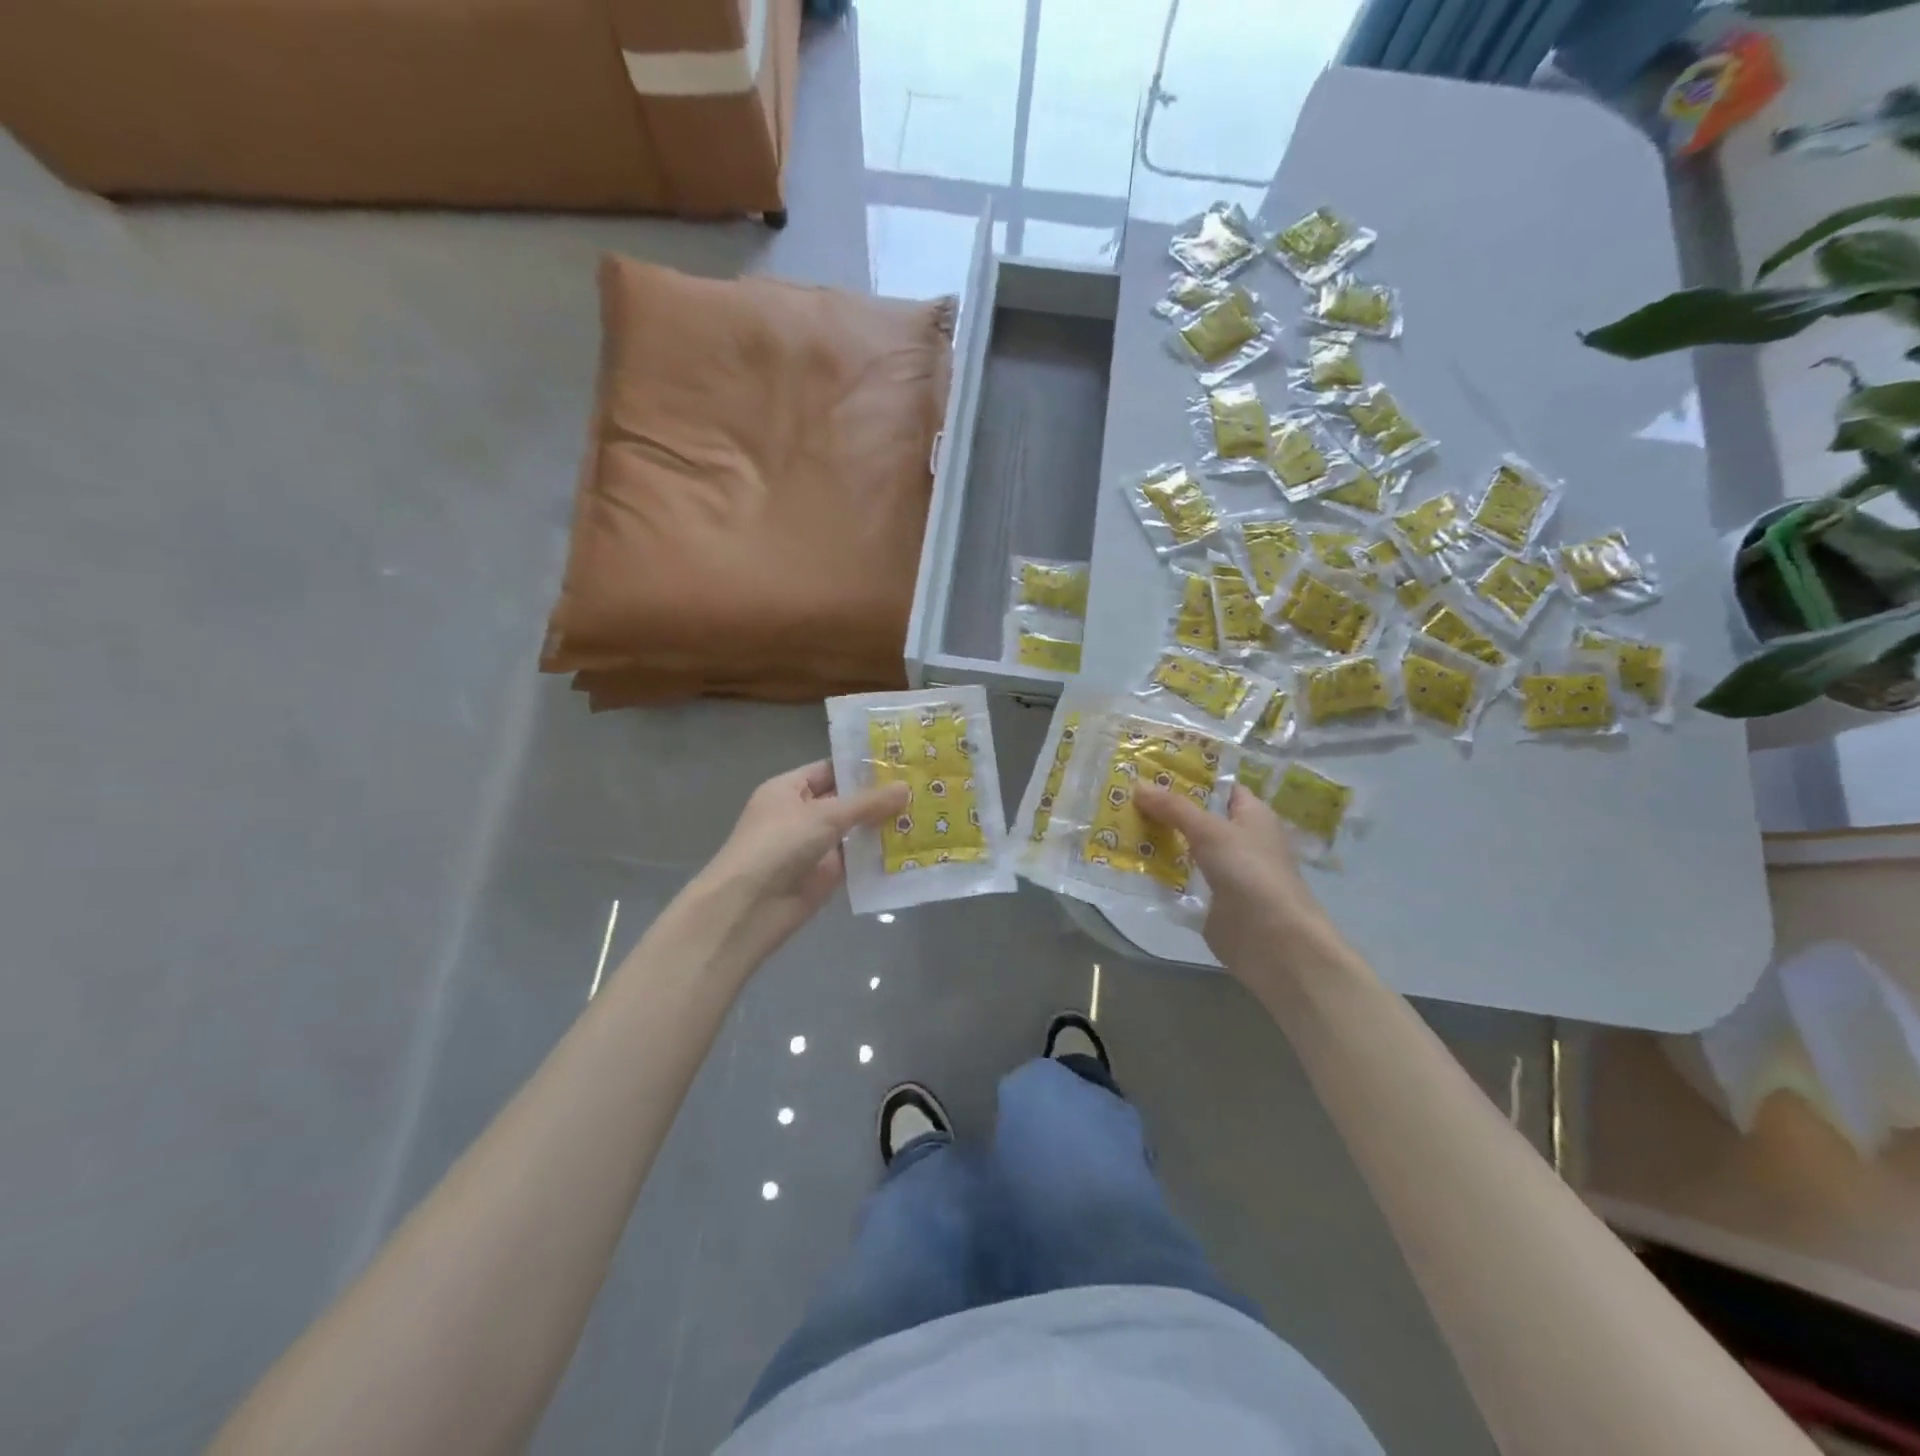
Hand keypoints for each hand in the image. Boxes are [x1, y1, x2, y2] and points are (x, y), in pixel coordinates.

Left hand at [693, 760, 907, 968]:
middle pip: (846, 800)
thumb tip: (906, 788)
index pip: (830, 769)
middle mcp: (802, 814)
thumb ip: (867, 803)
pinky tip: (913, 846)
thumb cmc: (779, 844)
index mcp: (789, 789)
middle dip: (880, 796)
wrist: (750, 906)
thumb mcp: (824, 815)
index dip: (862, 766)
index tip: (900, 761)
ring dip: (884, 825)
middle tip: (923, 786)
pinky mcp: (826, 875)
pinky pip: (857, 859)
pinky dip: (879, 854)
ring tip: (927, 812)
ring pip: (855, 830)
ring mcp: (815, 845)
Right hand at [1133, 783, 1355, 988]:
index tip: (1150, 768)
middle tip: (1123, 794)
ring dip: (1156, 839)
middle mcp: (1239, 839)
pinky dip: (1158, 871)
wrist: (1272, 941)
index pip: (1219, 786)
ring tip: (1115, 823)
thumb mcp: (1210, 831)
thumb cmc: (1250, 872)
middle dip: (1164, 808)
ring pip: (1184, 847)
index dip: (1189, 776)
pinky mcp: (1209, 900)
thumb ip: (1174, 808)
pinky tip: (1126, 862)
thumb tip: (1138, 785)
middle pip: (1196, 817)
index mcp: (1252, 815)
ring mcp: (1224, 871)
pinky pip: (1179, 878)